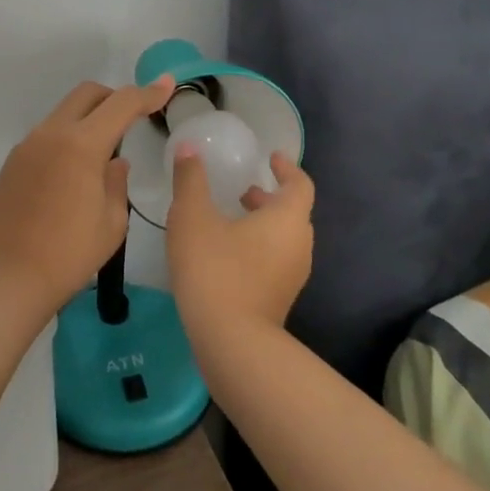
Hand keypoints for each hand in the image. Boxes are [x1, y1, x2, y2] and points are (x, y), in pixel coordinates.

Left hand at [0, 74, 176, 316]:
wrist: (11, 278)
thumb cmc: (70, 254)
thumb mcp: (112, 221)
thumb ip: (117, 181)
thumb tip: (114, 161)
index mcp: (81, 145)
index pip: (121, 104)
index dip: (148, 93)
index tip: (166, 85)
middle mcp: (52, 134)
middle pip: (87, 94)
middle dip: (115, 98)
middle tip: (133, 119)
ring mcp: (28, 145)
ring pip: (65, 112)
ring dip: (88, 119)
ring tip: (102, 153)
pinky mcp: (14, 161)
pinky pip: (47, 135)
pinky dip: (67, 138)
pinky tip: (73, 173)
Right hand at [167, 147, 314, 348]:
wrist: (230, 342)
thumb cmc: (215, 268)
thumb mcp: (193, 216)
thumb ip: (190, 179)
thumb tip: (189, 147)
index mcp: (287, 219)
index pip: (300, 184)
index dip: (287, 168)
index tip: (272, 158)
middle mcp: (299, 246)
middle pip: (293, 213)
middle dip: (270, 197)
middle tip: (244, 190)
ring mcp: (292, 277)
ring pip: (284, 240)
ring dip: (263, 224)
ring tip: (232, 219)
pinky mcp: (280, 300)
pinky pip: (276, 262)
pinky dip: (259, 247)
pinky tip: (227, 254)